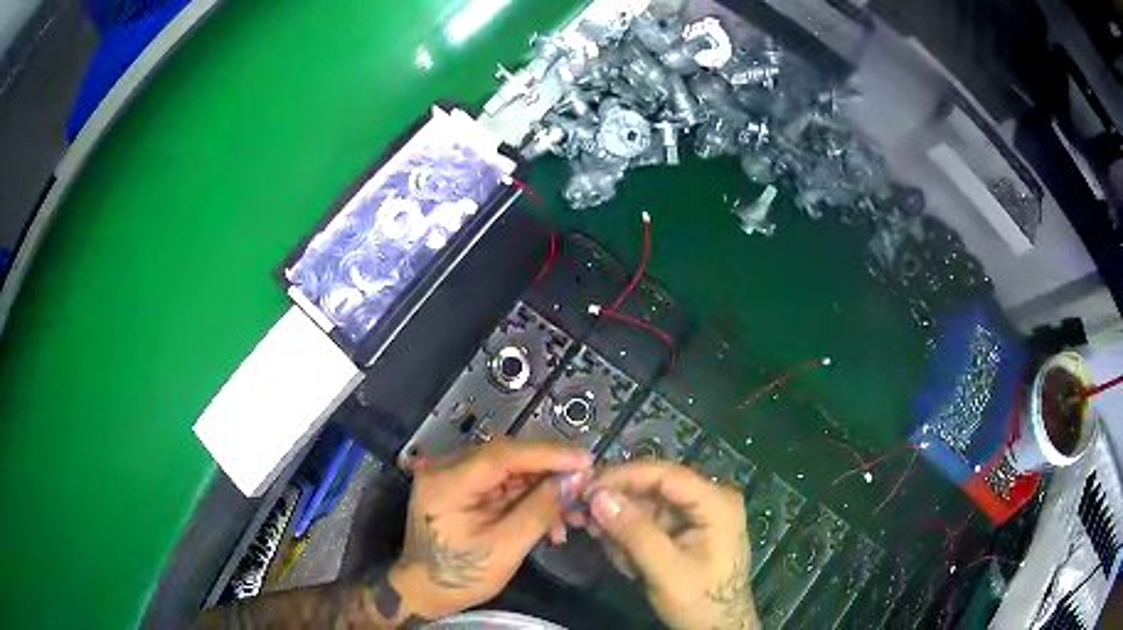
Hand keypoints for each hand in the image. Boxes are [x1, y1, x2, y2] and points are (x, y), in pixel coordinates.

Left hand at [390, 439, 592, 618]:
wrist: (425, 590)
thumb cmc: (460, 576)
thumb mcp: (504, 548)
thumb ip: (539, 510)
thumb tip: (574, 479)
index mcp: (447, 482)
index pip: (502, 455)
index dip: (547, 454)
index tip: (585, 460)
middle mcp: (446, 469)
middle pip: (508, 458)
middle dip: (550, 474)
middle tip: (585, 488)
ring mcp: (454, 476)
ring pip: (511, 470)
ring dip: (544, 489)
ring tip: (572, 514)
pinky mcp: (464, 487)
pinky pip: (504, 484)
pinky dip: (530, 498)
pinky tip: (551, 520)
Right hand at [585, 461, 759, 629]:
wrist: (718, 628)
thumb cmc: (700, 600)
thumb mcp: (666, 570)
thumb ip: (635, 533)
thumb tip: (598, 497)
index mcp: (716, 502)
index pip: (666, 474)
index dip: (624, 476)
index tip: (586, 488)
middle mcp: (707, 500)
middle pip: (654, 486)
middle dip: (618, 501)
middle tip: (582, 514)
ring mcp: (695, 515)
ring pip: (647, 504)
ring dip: (620, 521)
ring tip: (599, 538)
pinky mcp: (683, 530)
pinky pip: (649, 521)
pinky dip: (629, 534)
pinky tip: (620, 554)